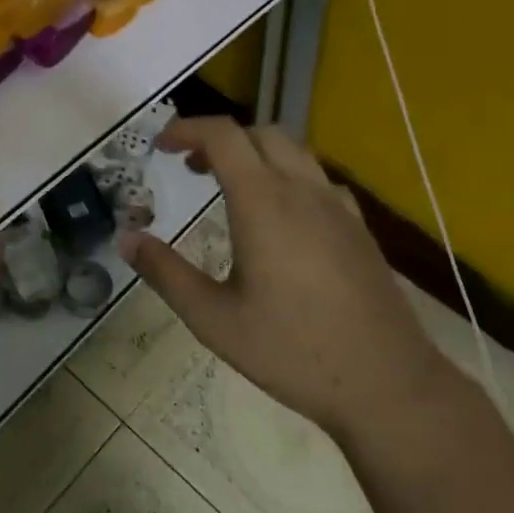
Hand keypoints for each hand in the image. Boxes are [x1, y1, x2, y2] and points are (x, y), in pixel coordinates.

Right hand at [119, 118, 442, 441]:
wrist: (387, 384)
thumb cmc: (292, 351)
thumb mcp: (213, 319)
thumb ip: (165, 273)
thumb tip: (126, 239)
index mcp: (264, 203)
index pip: (223, 136)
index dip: (187, 129)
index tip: (161, 146)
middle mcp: (303, 191)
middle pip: (260, 133)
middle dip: (220, 138)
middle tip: (191, 167)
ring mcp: (338, 208)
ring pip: (294, 152)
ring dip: (256, 153)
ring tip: (230, 186)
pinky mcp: (359, 229)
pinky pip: (318, 180)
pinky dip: (288, 176)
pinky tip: (282, 217)